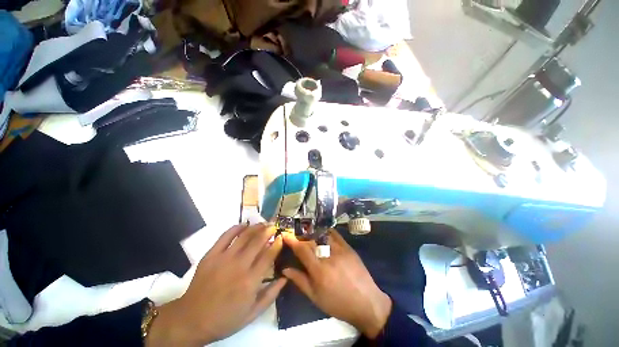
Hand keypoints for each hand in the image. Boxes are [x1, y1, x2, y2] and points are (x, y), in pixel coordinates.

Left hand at [146, 224, 285, 346]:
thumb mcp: (252, 314)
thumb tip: (285, 277)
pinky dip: (237, 228)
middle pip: (258, 241)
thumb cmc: (225, 319)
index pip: (268, 256)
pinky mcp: (211, 255)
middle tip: (274, 226)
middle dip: (268, 231)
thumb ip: (271, 295)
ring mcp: (224, 258)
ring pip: (244, 236)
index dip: (277, 244)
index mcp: (251, 281)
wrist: (191, 320)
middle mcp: (239, 266)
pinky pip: (226, 236)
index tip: (281, 237)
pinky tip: (244, 225)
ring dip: (256, 227)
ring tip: (263, 223)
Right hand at [282, 230, 391, 338]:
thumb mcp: (315, 297)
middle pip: (311, 240)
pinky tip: (322, 233)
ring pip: (322, 235)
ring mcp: (340, 249)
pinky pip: (335, 234)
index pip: (302, 249)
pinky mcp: (348, 247)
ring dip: (312, 234)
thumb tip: (285, 269)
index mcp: (319, 270)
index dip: (292, 240)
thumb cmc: (338, 304)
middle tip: (296, 237)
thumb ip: (300, 281)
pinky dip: (326, 232)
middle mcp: (329, 256)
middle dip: (301, 237)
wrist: (366, 302)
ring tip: (307, 235)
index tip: (285, 235)